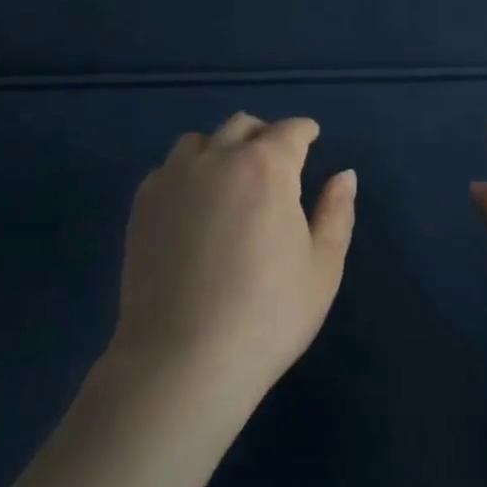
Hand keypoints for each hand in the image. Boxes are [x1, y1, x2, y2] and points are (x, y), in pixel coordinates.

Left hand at [110, 113, 355, 412]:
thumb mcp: (322, 268)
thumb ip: (336, 212)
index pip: (290, 131)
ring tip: (230, 180)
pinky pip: (168, 169)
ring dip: (222, 149)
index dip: (305, 131)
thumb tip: (344, 175)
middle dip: (264, 135)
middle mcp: (217, 158)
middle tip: (276, 162)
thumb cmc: (267, 315)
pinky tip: (194, 206)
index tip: (311, 139)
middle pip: (243, 126)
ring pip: (200, 141)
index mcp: (267, 167)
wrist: (182, 360)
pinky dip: (187, 173)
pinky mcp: (143, 204)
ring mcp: (173, 178)